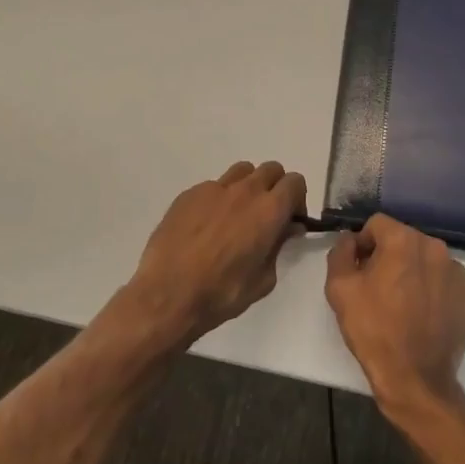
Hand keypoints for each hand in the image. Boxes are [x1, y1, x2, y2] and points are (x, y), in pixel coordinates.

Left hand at [122, 161, 306, 347]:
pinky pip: (213, 187)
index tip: (290, 219)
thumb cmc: (222, 294)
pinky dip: (218, 199)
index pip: (295, 182)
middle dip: (275, 187)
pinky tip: (206, 226)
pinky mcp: (189, 194)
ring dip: (248, 186)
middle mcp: (245, 191)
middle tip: (267, 215)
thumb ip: (279, 247)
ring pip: (242, 171)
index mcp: (269, 210)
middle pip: (271, 169)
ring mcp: (214, 189)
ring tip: (237, 215)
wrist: (167, 294)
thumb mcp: (263, 280)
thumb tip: (287, 229)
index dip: (297, 198)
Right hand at [325, 215, 464, 420]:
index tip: (360, 270)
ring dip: (413, 271)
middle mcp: (435, 247)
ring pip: (426, 259)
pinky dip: (434, 289)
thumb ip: (341, 252)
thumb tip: (350, 240)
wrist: (415, 378)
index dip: (364, 244)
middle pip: (404, 240)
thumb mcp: (340, 289)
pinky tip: (424, 314)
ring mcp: (458, 270)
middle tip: (379, 288)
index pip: (377, 225)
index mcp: (403, 240)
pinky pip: (446, 279)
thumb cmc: (373, 330)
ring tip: (403, 304)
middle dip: (389, 256)